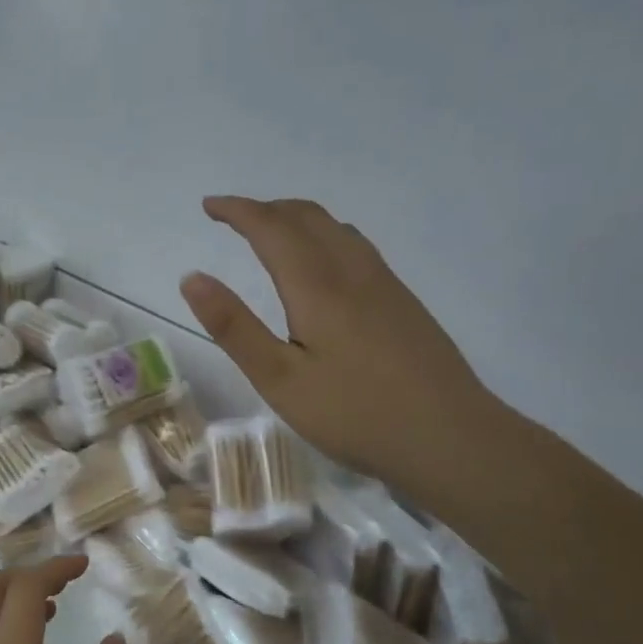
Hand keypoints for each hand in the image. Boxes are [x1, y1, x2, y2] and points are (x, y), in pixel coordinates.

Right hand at [180, 196, 494, 495]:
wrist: (450, 438)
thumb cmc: (354, 414)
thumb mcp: (279, 379)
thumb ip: (234, 327)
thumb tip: (192, 277)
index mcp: (318, 286)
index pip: (272, 228)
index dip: (238, 210)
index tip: (209, 205)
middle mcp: (353, 271)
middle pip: (308, 217)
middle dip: (266, 208)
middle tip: (232, 216)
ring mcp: (385, 284)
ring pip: (337, 228)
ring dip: (297, 218)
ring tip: (271, 232)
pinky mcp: (403, 303)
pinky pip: (356, 247)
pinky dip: (325, 235)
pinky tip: (324, 263)